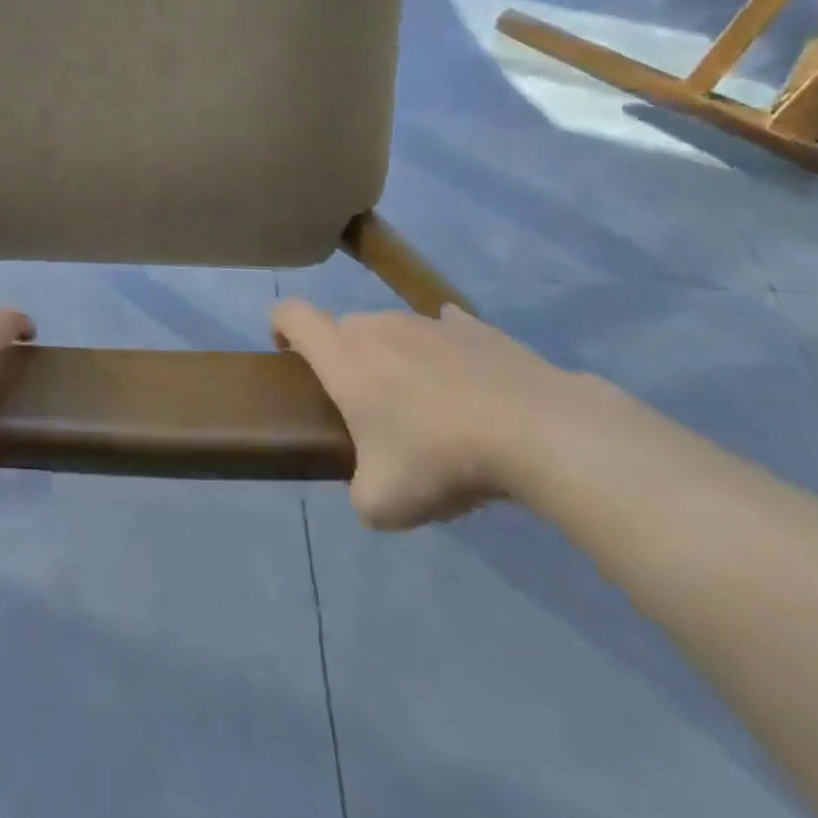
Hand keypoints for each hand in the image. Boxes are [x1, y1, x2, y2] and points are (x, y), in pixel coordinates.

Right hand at [271, 302, 582, 529]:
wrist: (537, 431)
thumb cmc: (439, 458)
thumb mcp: (383, 503)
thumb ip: (360, 493)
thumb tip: (369, 491)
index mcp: (342, 355)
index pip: (290, 314)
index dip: (279, 329)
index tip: (289, 358)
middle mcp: (377, 325)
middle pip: (343, 329)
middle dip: (346, 360)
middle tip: (368, 410)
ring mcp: (428, 321)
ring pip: (395, 332)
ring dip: (397, 360)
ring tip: (430, 410)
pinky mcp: (476, 328)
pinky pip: (446, 331)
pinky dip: (445, 354)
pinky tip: (467, 387)